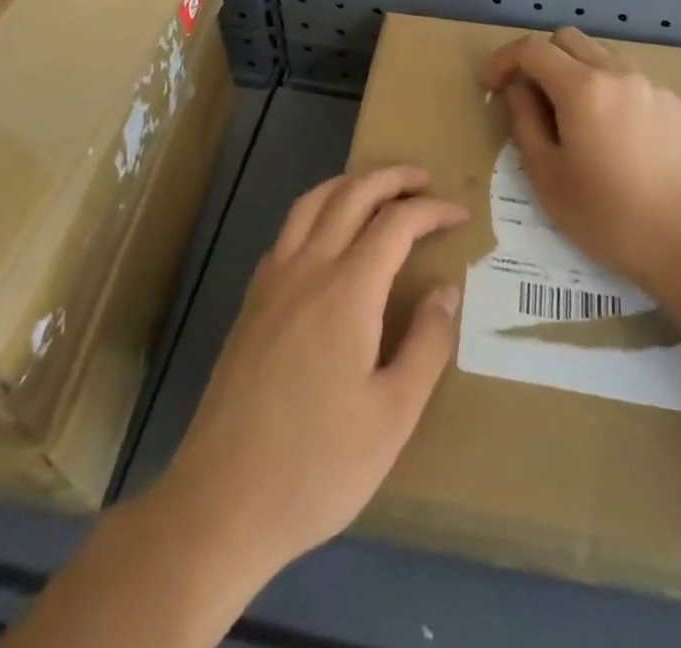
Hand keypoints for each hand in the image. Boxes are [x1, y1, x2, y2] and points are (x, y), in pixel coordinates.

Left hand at [156, 166, 466, 581]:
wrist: (221, 502)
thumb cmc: (317, 465)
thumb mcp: (392, 416)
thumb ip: (426, 345)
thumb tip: (446, 291)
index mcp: (347, 291)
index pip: (395, 224)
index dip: (431, 211)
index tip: (459, 215)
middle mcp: (307, 269)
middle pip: (351, 195)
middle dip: (391, 178)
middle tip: (424, 179)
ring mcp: (272, 282)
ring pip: (311, 203)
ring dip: (349, 184)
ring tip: (377, 190)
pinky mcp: (251, 302)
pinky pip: (287, 231)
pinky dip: (316, 211)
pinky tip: (326, 236)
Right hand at [481, 27, 680, 297]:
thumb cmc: (608, 217)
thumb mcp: (547, 176)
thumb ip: (524, 122)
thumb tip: (519, 91)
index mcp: (582, 87)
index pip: (531, 49)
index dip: (503, 60)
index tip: (491, 85)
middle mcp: (620, 73)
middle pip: (569, 40)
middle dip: (541, 59)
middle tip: (532, 99)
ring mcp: (656, 88)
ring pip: (605, 59)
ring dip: (579, 74)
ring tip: (577, 121)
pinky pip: (636, 86)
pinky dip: (615, 97)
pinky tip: (621, 141)